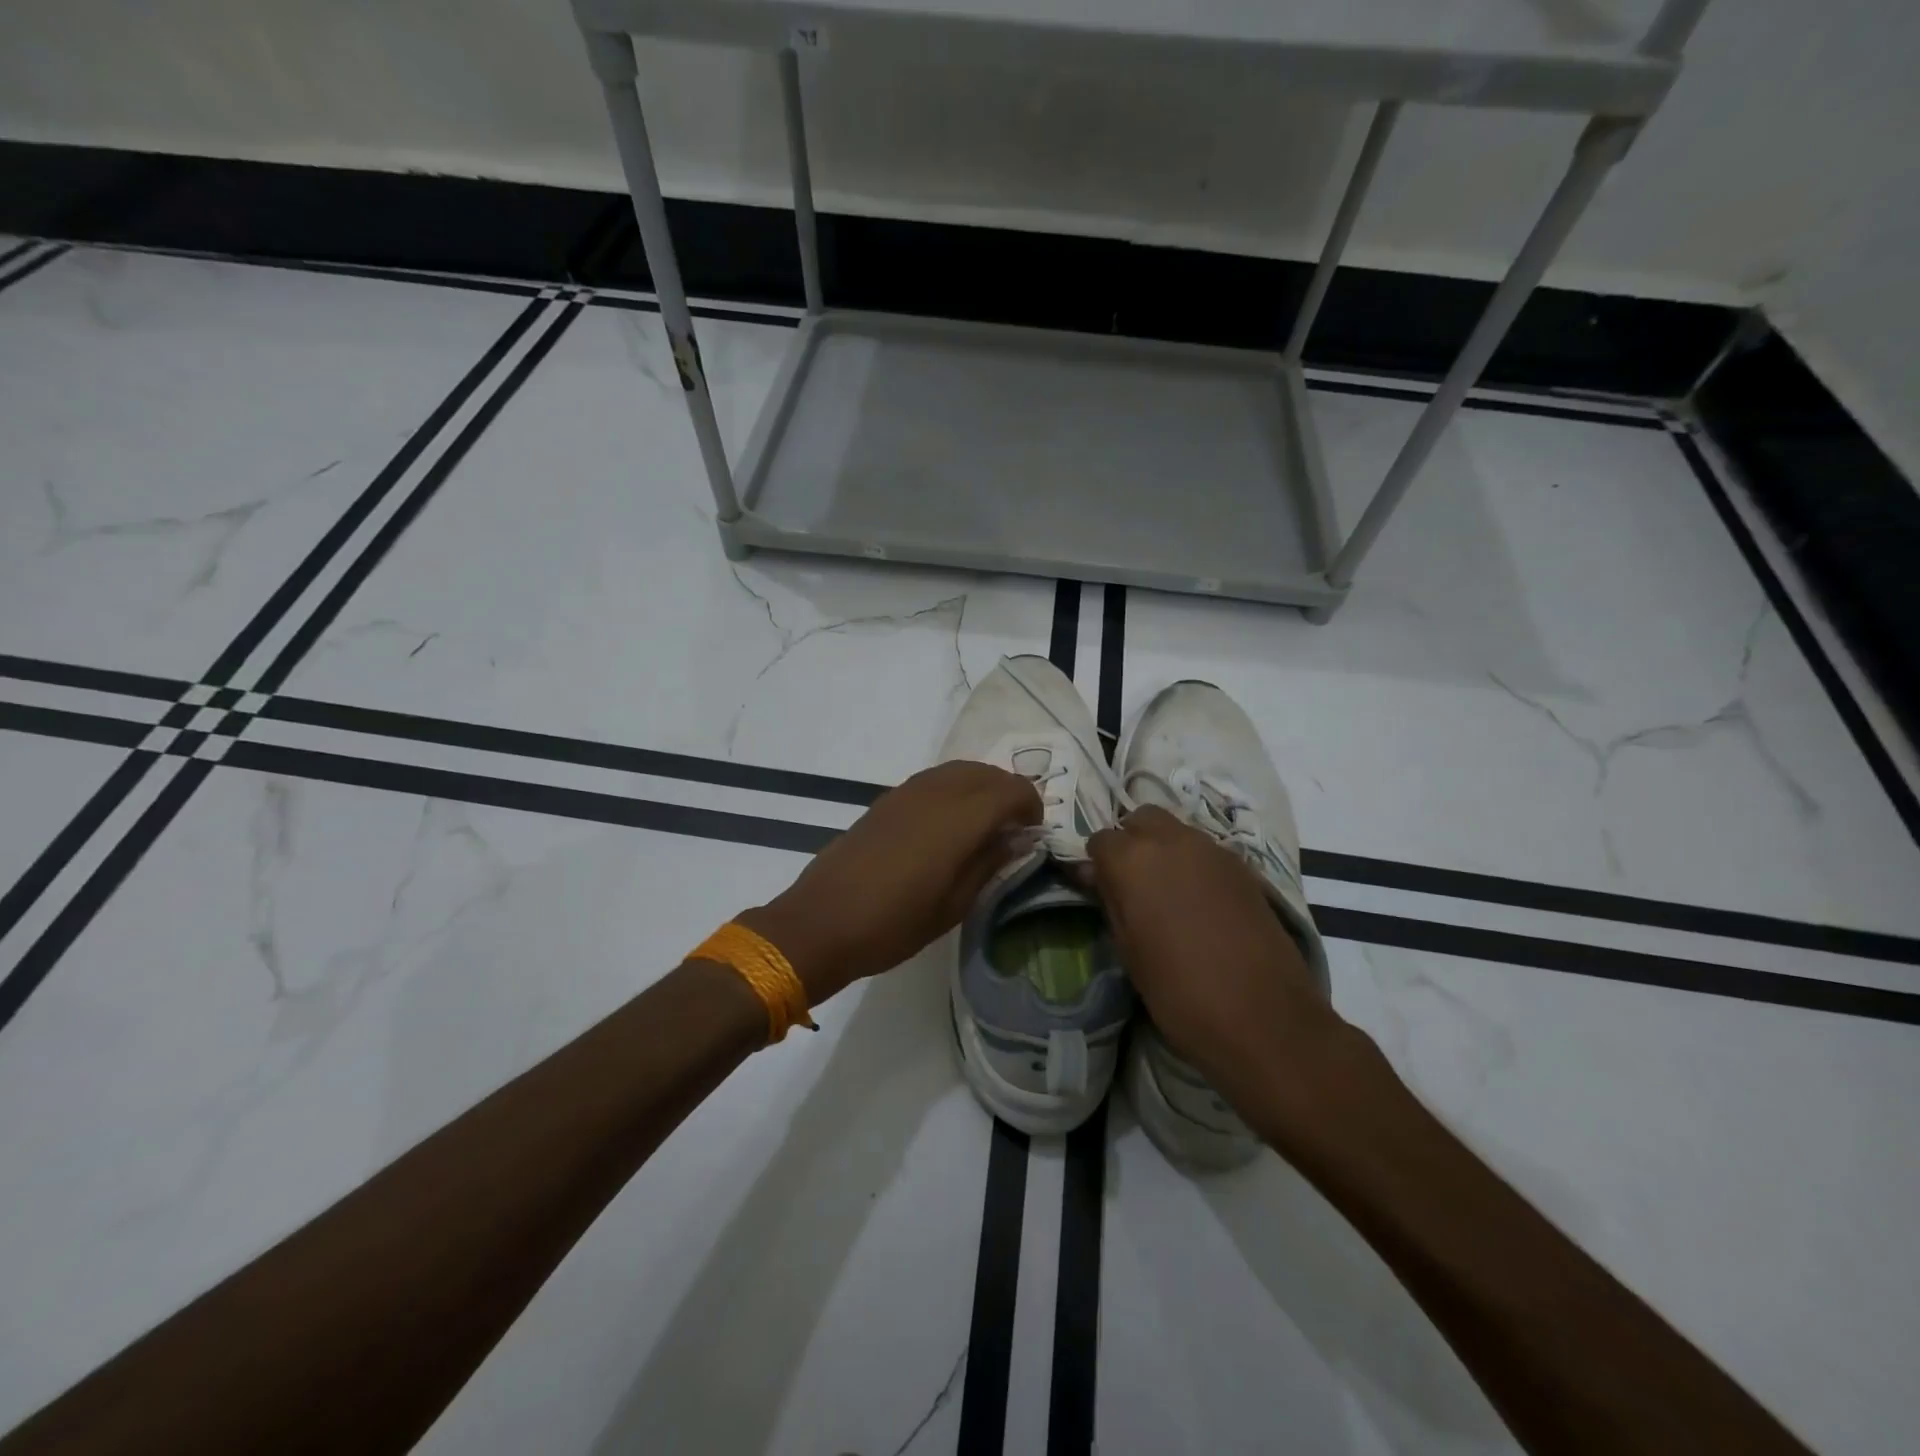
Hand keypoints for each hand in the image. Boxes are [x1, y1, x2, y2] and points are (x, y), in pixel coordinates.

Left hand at [742, 760, 1040, 1004]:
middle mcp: (935, 793)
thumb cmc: (893, 925)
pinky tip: (948, 825)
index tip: (1033, 834)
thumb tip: (1019, 838)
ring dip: (981, 787)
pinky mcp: (886, 800)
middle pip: (986, 772)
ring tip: (984, 826)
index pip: (1011, 789)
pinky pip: (933, 780)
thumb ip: (990, 863)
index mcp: (958, 819)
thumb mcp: (953, 906)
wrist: (820, 922)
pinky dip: (954, 790)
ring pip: (958, 770)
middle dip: (1008, 793)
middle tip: (1013, 829)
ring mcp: (907, 792)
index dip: (1031, 805)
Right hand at [1086, 806, 1345, 1115]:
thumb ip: (1111, 901)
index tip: (1097, 888)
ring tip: (1166, 894)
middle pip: (1141, 819)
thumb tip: (1097, 876)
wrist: (1264, 1019)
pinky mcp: (1245, 867)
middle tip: (1131, 883)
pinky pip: (1207, 852)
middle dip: (1131, 842)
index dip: (1096, 863)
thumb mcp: (1128, 950)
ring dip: (1164, 850)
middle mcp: (1172, 840)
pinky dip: (1195, 865)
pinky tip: (1199, 903)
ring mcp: (1214, 850)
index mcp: (1133, 859)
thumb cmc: (1179, 992)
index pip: (1101, 840)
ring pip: (1177, 831)